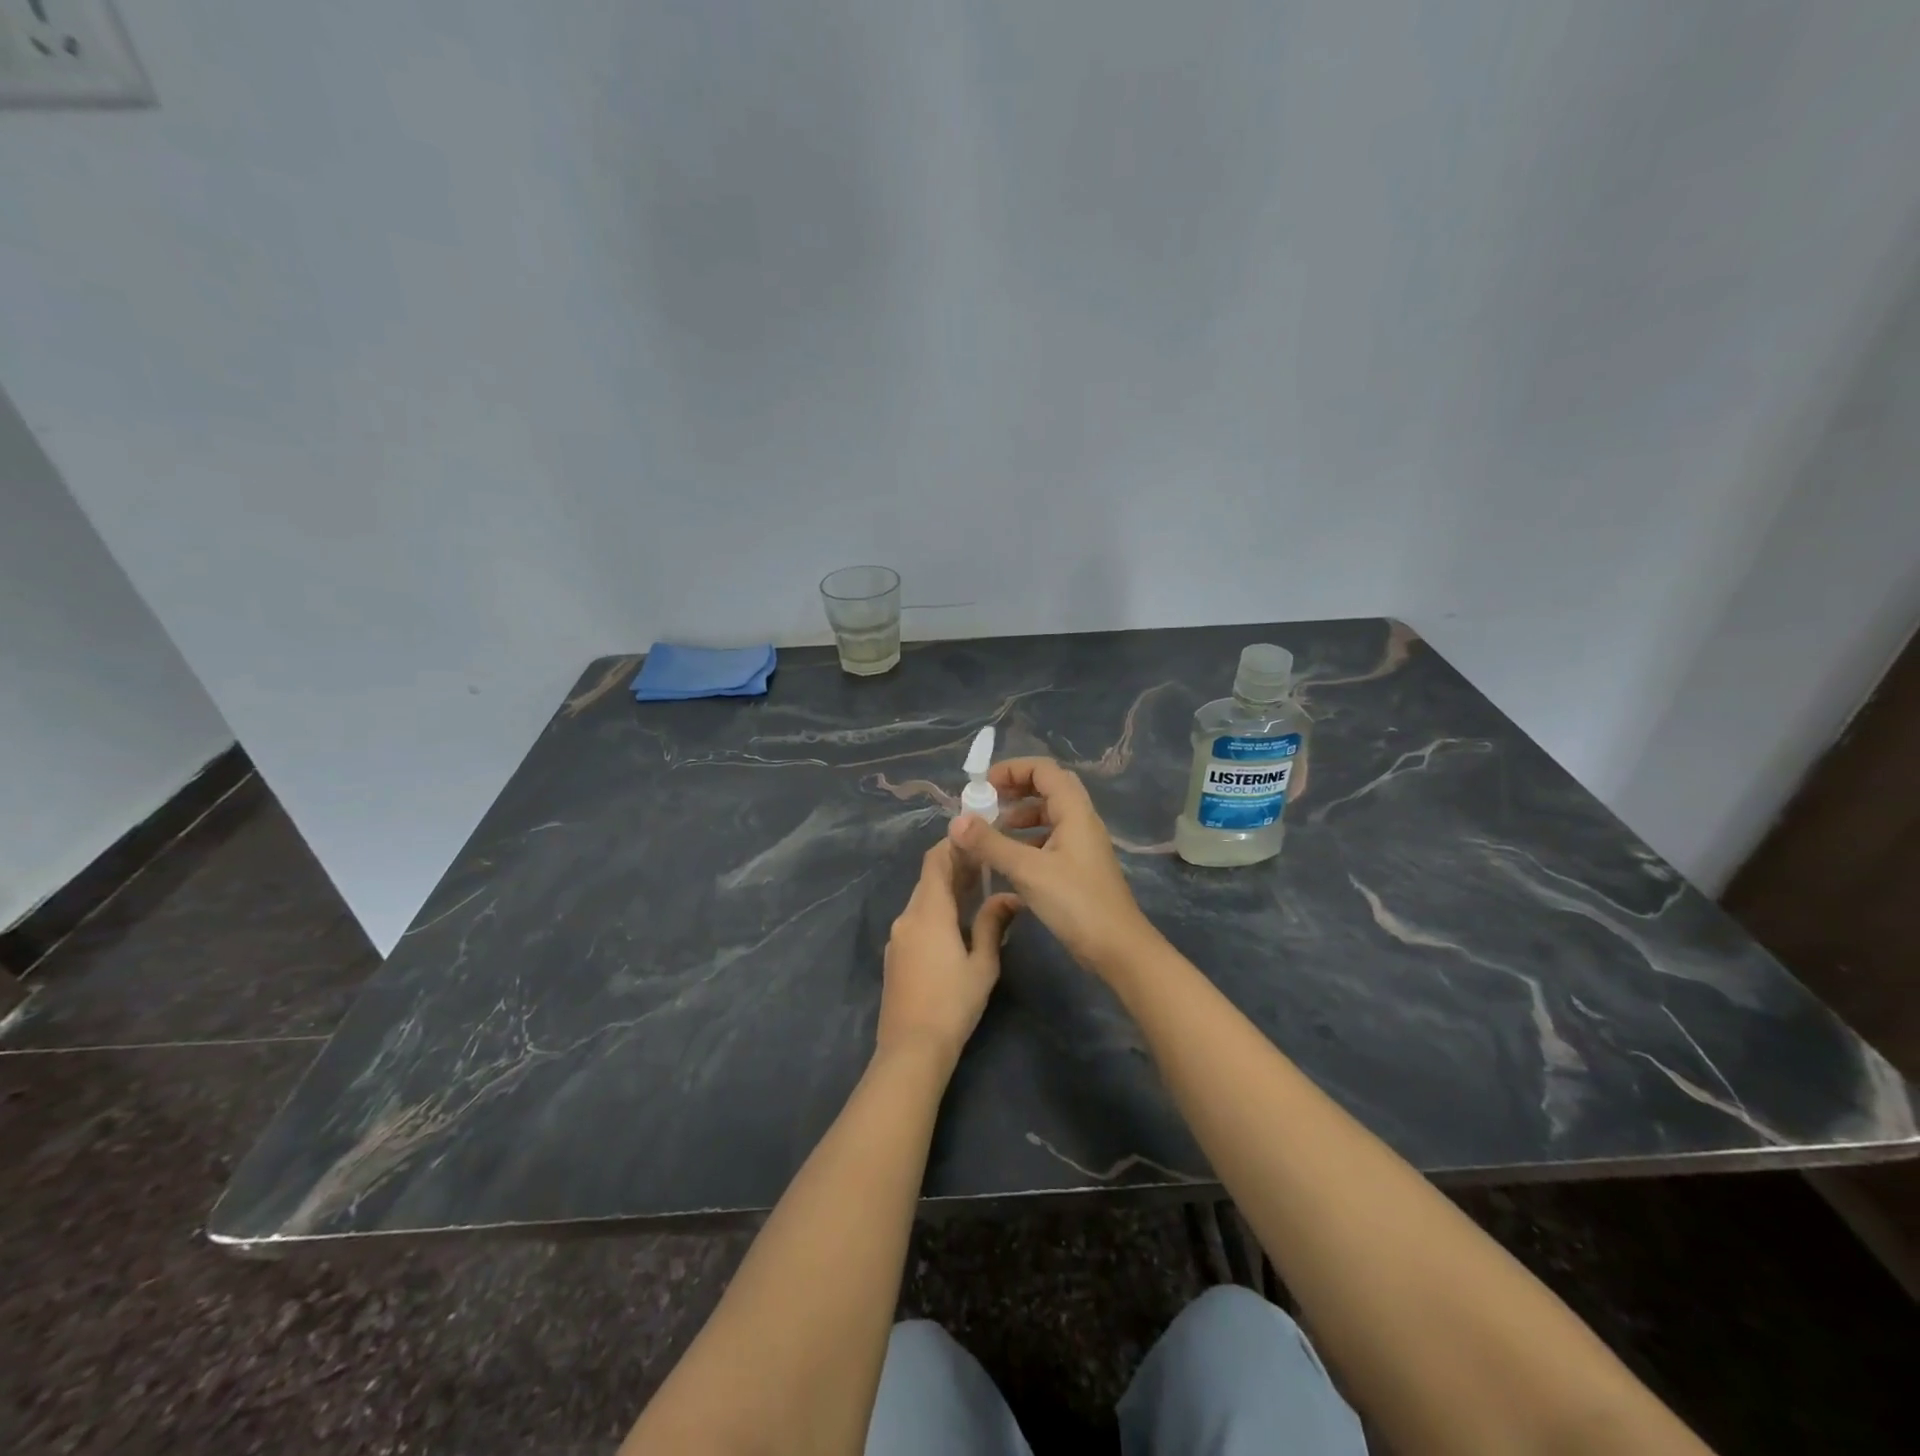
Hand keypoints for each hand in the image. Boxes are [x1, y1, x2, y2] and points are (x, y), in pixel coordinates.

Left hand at [878, 840, 1022, 1065]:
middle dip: (954, 867)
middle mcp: (907, 917)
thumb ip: (992, 924)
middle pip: (928, 879)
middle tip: (985, 863)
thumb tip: (1009, 896)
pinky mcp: (895, 955)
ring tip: (976, 889)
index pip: (935, 861)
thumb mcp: (982, 964)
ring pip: (922, 900)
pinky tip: (955, 923)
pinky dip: (935, 911)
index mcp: (929, 912)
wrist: (911, 1048)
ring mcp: (897, 937)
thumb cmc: (953, 1003)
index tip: (975, 837)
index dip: (953, 844)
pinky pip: (916, 920)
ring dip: (945, 890)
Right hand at [947, 757, 1155, 976]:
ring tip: (992, 834)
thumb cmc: (1075, 903)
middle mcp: (1081, 821)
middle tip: (987, 804)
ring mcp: (1082, 845)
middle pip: (1047, 788)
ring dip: (1020, 817)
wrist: (1117, 949)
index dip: (1012, 769)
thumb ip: (990, 844)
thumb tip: (956, 821)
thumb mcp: (1027, 870)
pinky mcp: (1078, 868)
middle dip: (1015, 790)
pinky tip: (1008, 861)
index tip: (983, 786)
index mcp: (1074, 811)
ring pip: (1048, 816)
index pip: (1044, 770)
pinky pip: (1050, 840)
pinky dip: (1027, 841)